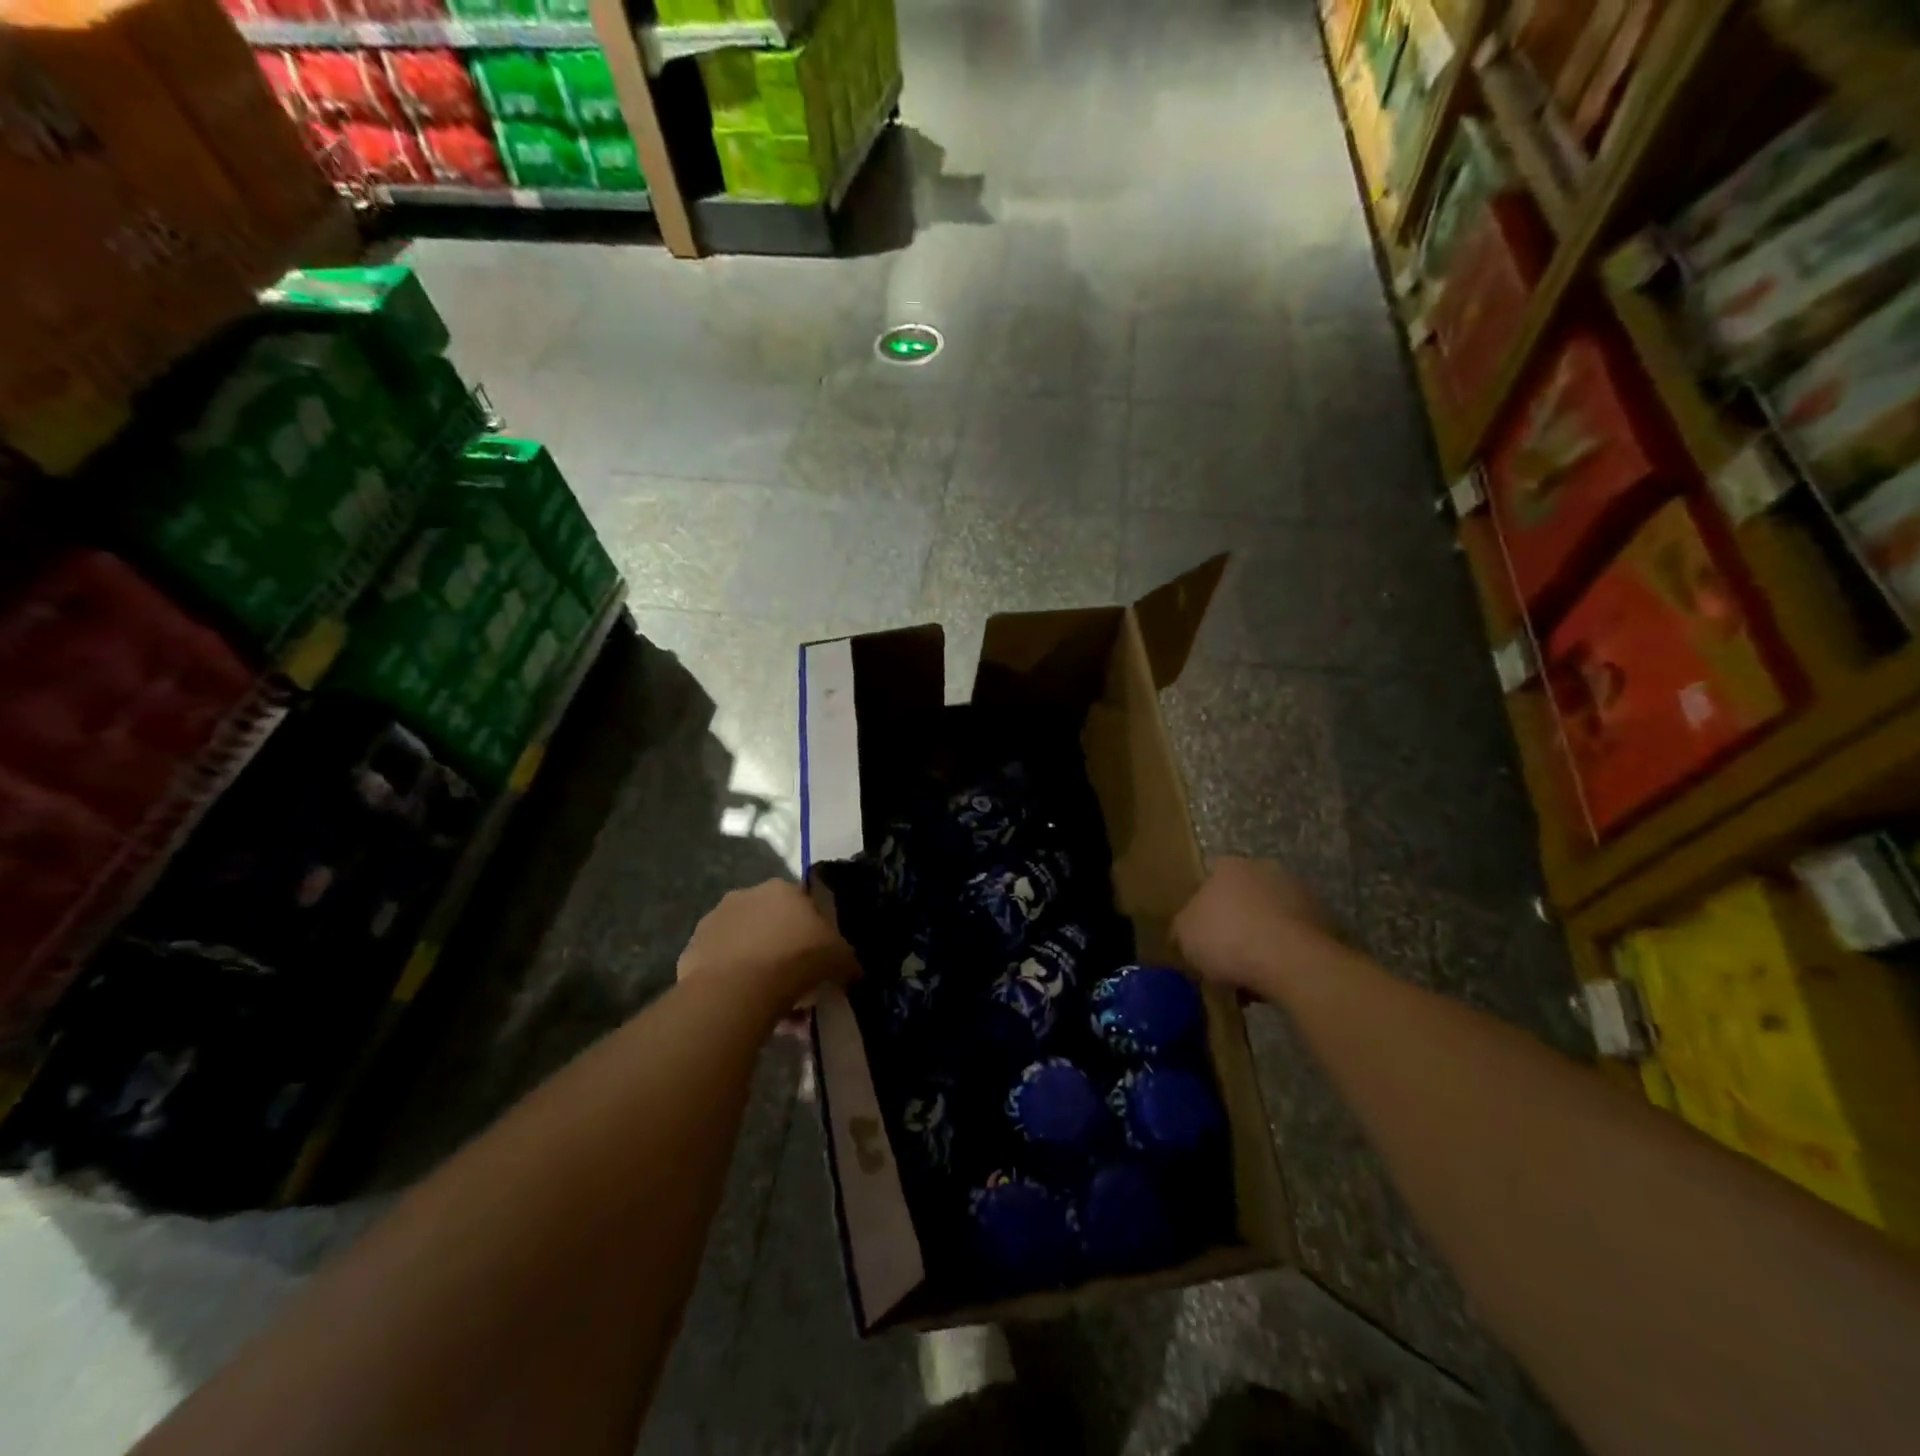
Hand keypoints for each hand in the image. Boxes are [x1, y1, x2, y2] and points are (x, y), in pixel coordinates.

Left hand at [678, 880, 858, 1011]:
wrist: (737, 990)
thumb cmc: (795, 960)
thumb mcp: (839, 958)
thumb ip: (847, 960)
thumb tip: (852, 970)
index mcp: (782, 889)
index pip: (803, 904)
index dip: (814, 933)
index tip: (819, 960)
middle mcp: (745, 896)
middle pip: (771, 925)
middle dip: (784, 951)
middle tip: (798, 985)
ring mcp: (713, 922)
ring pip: (744, 947)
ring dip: (758, 969)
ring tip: (772, 1007)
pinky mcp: (691, 952)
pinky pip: (721, 969)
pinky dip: (733, 985)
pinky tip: (746, 1010)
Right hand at [1173, 857, 1338, 994]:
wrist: (1292, 961)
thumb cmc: (1228, 939)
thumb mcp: (1184, 936)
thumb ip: (1182, 928)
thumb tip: (1185, 932)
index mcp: (1227, 866)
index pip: (1209, 884)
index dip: (1204, 914)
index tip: (1202, 941)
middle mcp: (1264, 868)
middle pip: (1243, 899)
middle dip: (1236, 925)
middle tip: (1227, 959)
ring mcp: (1299, 891)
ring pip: (1271, 918)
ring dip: (1263, 940)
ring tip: (1253, 977)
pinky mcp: (1325, 918)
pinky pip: (1294, 937)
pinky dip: (1286, 954)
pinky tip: (1277, 979)